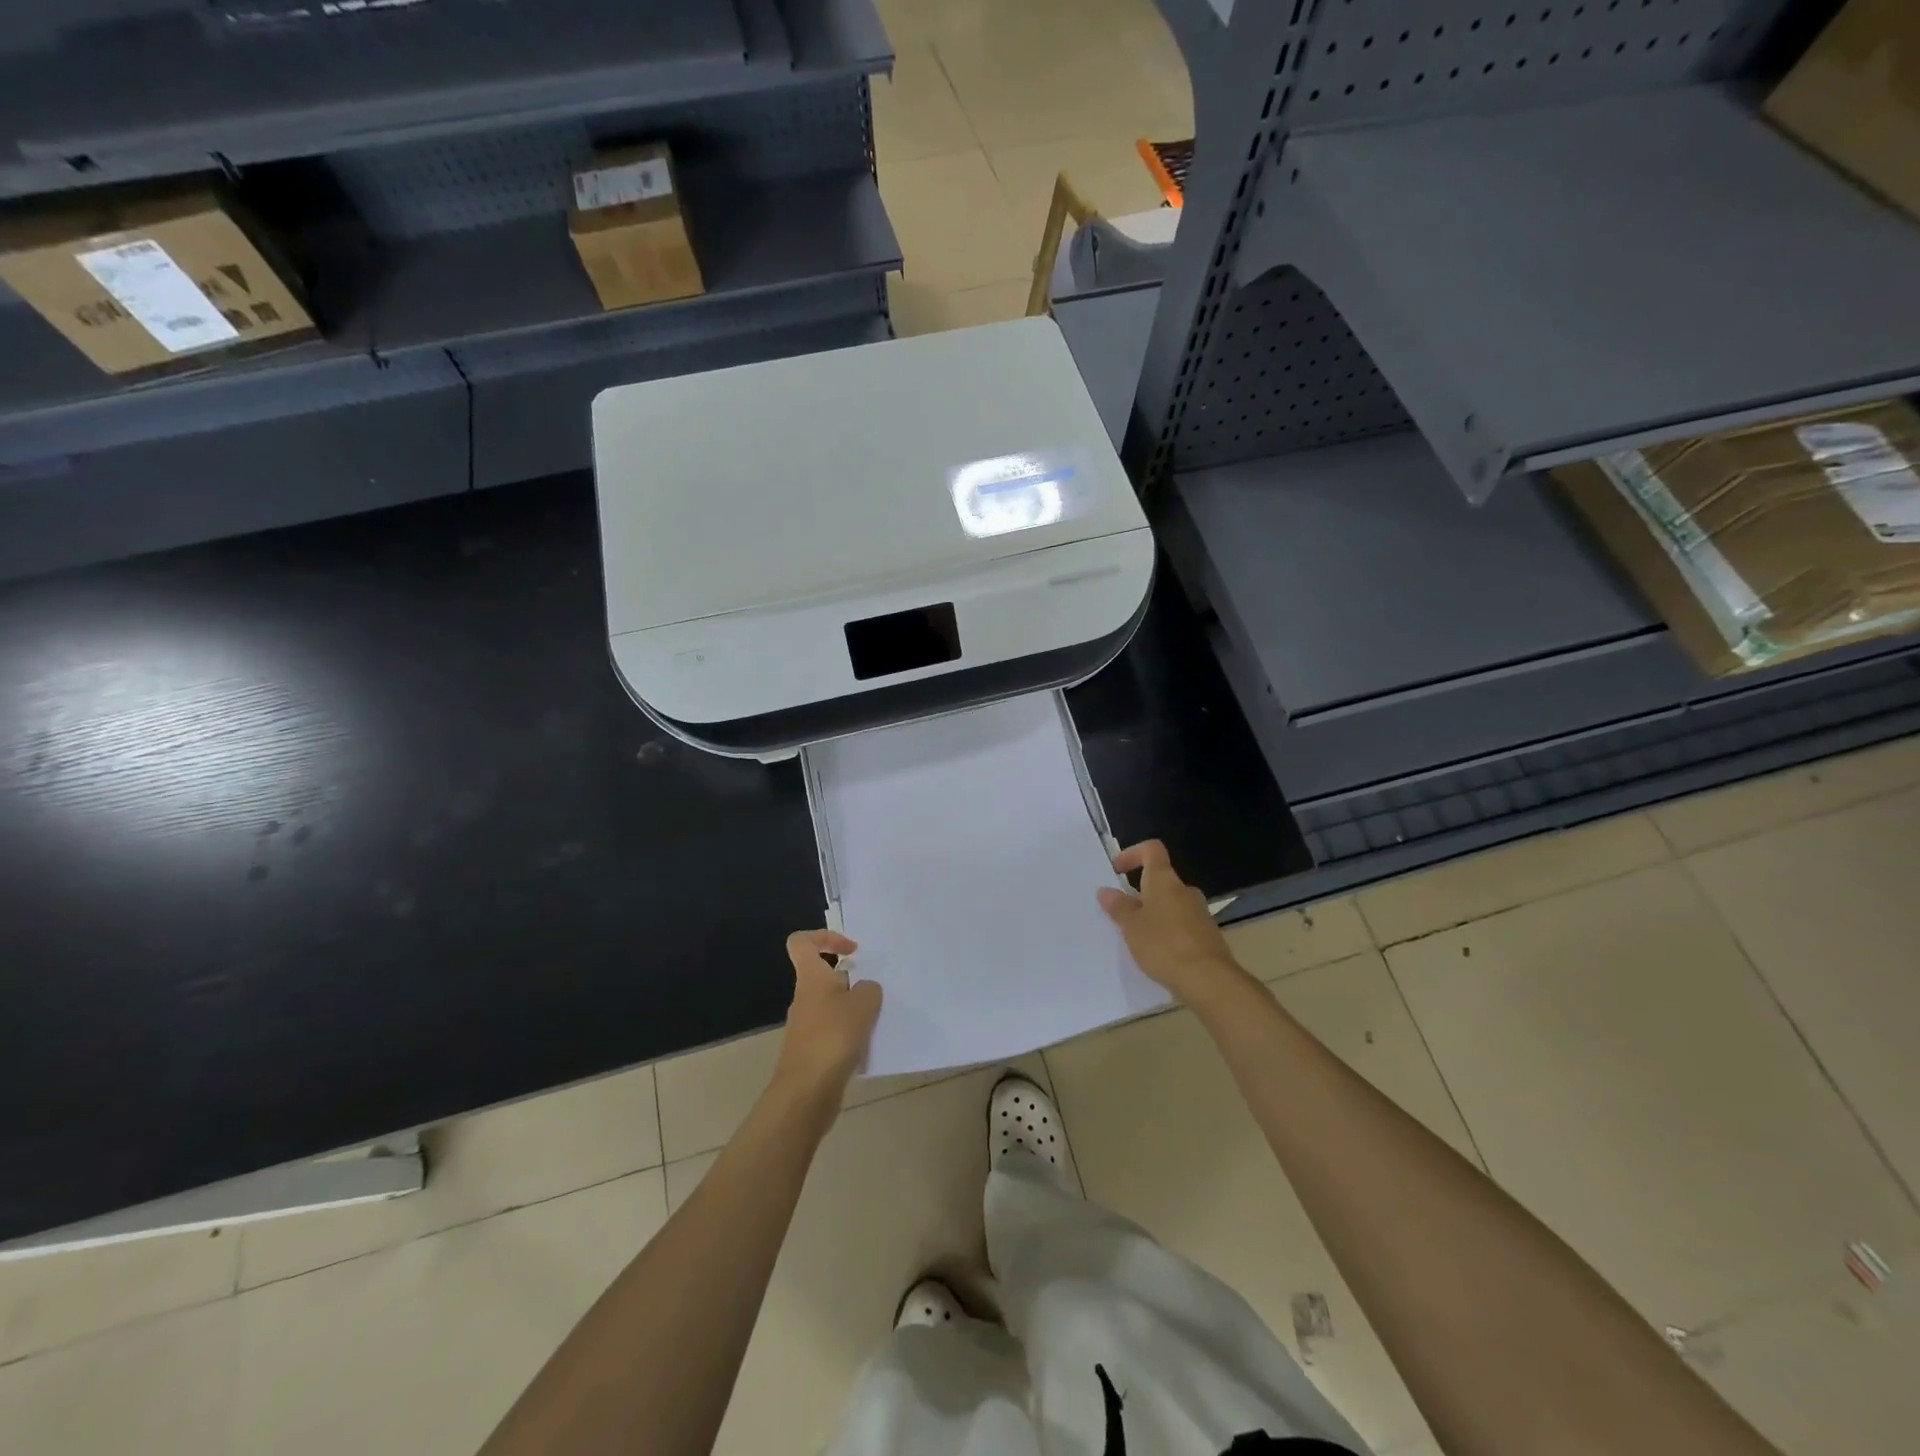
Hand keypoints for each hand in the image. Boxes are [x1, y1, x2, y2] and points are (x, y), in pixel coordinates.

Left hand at [772, 930, 881, 1113]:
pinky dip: (852, 1034)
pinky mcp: (813, 1050)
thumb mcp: (863, 1004)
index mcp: (811, 978)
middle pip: (825, 975)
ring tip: (877, 1020)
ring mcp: (807, 1026)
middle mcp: (805, 998)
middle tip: (875, 990)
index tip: (852, 951)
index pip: (802, 942)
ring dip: (855, 1009)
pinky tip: (868, 1046)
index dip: (826, 937)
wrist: (806, 1092)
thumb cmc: (832, 1037)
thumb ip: (869, 989)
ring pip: (833, 1005)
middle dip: (852, 980)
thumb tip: (865, 990)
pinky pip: (835, 1031)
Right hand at [1097, 840, 1249, 1010]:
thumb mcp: (1131, 926)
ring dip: (1154, 914)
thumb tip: (1106, 891)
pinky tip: (1159, 953)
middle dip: (1140, 893)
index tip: (1117, 870)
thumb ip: (1118, 907)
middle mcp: (1185, 890)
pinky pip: (1182, 924)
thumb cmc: (1163, 945)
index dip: (1133, 853)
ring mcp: (1200, 912)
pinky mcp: (1208, 935)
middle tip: (1123, 913)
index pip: (1152, 850)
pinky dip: (1168, 931)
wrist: (1208, 980)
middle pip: (1161, 880)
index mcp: (1164, 881)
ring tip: (1138, 937)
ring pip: (1171, 904)